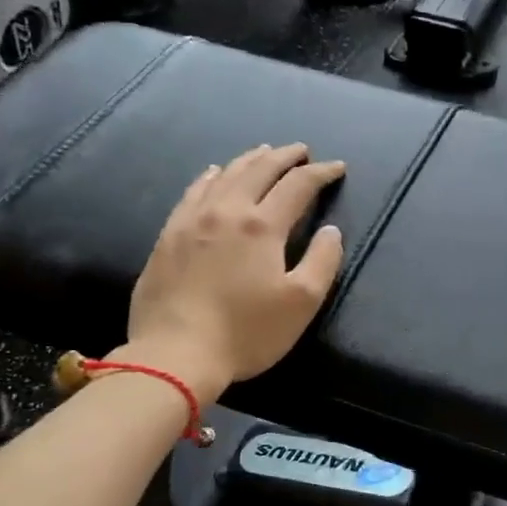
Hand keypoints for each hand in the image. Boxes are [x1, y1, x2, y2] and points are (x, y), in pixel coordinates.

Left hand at [116, 143, 345, 399]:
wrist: (175, 354)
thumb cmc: (246, 332)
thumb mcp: (301, 303)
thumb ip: (323, 261)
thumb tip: (330, 230)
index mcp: (262, 226)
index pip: (297, 186)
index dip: (321, 173)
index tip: (337, 167)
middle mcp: (227, 212)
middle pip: (259, 170)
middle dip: (284, 157)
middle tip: (301, 151)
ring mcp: (192, 221)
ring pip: (224, 175)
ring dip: (249, 160)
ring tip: (263, 153)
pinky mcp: (168, 236)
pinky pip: (193, 192)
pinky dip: (210, 176)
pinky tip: (213, 173)